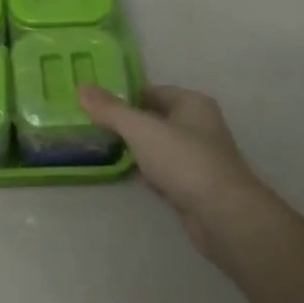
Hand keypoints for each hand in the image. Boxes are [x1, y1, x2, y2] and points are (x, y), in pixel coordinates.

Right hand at [78, 83, 273, 268]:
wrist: (222, 215)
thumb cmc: (184, 161)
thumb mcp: (141, 130)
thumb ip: (111, 110)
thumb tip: (81, 87)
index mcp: (192, 103)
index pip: (151, 91)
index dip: (123, 96)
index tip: (93, 103)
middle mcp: (199, 126)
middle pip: (155, 118)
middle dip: (126, 123)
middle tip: (91, 125)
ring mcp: (198, 157)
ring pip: (158, 146)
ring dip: (135, 148)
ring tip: (101, 148)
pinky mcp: (194, 185)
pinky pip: (163, 171)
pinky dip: (146, 171)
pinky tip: (127, 175)